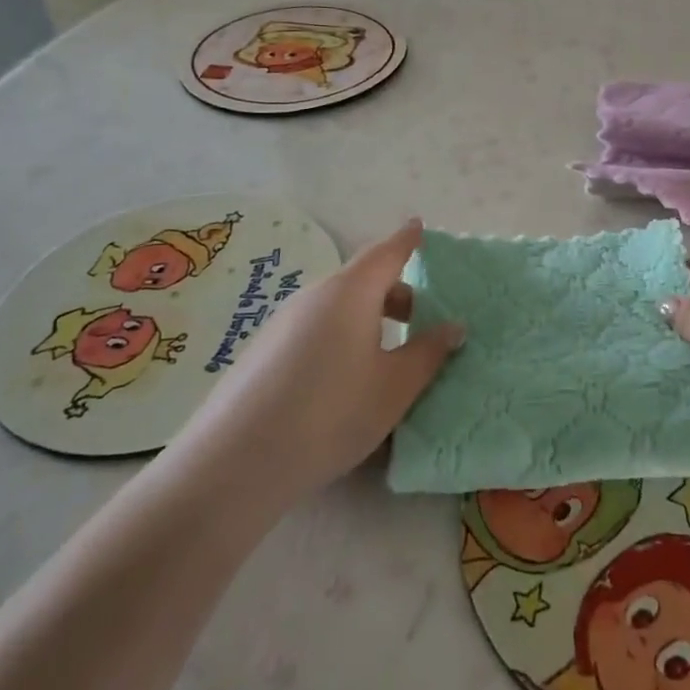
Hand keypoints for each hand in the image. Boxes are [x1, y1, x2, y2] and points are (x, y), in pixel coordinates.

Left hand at [177, 220, 463, 496]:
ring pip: (337, 306)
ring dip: (367, 317)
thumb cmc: (332, 413)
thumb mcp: (395, 387)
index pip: (386, 252)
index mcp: (351, 292)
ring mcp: (282, 322)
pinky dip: (339, 336)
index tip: (419, 226)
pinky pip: (314, 328)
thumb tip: (454, 326)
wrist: (235, 463)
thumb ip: (429, 352)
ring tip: (384, 355)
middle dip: (394, 292)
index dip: (406, 239)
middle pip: (362, 280)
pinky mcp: (263, 350)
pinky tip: (342, 381)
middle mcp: (314, 296)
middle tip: (419, 319)